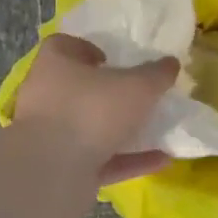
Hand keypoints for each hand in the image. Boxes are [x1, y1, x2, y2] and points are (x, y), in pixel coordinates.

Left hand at [12, 34, 177, 185]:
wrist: (53, 172)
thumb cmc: (92, 110)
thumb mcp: (137, 86)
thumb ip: (157, 74)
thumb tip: (171, 63)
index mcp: (55, 65)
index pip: (64, 46)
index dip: (88, 49)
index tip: (113, 59)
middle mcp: (46, 97)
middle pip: (77, 89)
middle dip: (107, 93)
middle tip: (137, 94)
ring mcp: (51, 136)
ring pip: (89, 128)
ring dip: (120, 130)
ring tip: (155, 128)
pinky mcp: (61, 169)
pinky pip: (100, 161)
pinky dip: (127, 159)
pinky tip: (161, 160)